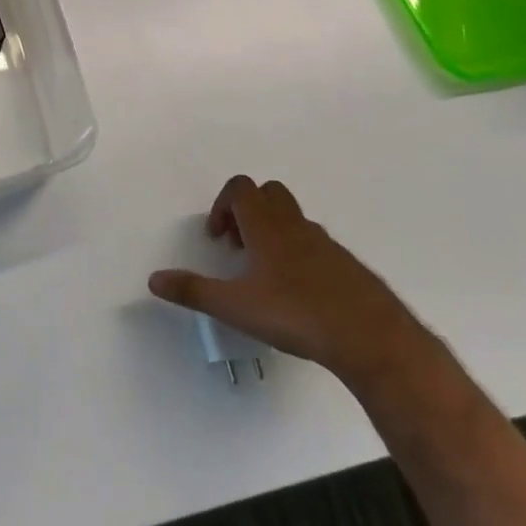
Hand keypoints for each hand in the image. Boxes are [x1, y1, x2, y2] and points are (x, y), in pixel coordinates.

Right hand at [149, 175, 428, 384]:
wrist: (371, 337)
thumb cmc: (296, 313)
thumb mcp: (235, 307)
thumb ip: (193, 291)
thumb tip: (154, 280)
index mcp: (267, 226)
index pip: (241, 188)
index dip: (222, 204)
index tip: (217, 237)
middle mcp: (296, 225)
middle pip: (269, 193)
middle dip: (248, 211)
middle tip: (238, 247)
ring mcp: (326, 244)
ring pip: (293, 219)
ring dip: (273, 233)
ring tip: (264, 274)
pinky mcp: (347, 266)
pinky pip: (315, 245)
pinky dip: (299, 255)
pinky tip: (297, 294)